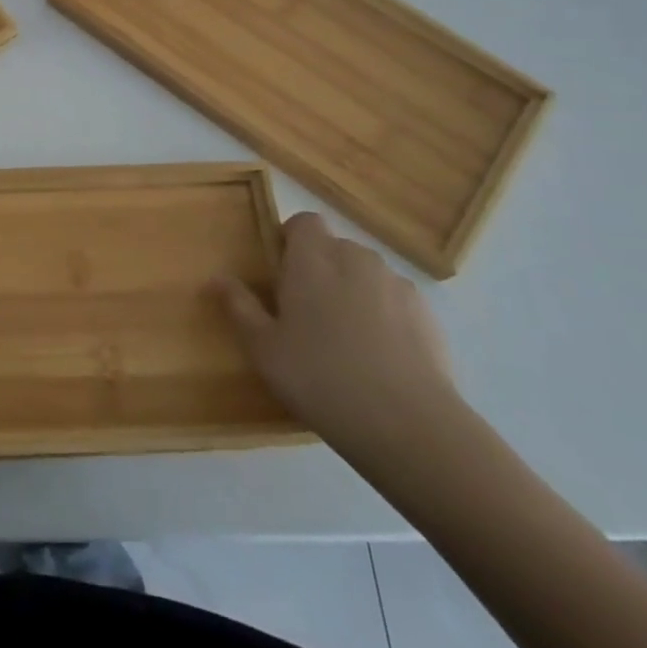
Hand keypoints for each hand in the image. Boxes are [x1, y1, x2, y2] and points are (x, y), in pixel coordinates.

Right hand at [212, 212, 458, 456]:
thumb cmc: (320, 377)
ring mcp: (397, 286)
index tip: (282, 275)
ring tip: (346, 340)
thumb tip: (217, 277)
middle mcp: (356, 259)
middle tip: (306, 314)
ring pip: (367, 276)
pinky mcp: (429, 316)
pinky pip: (396, 303)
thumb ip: (239, 306)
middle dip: (321, 270)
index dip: (292, 240)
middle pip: (334, 248)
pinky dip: (386, 318)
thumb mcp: (264, 348)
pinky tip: (380, 359)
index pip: (304, 222)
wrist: (409, 426)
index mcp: (313, 258)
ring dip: (354, 292)